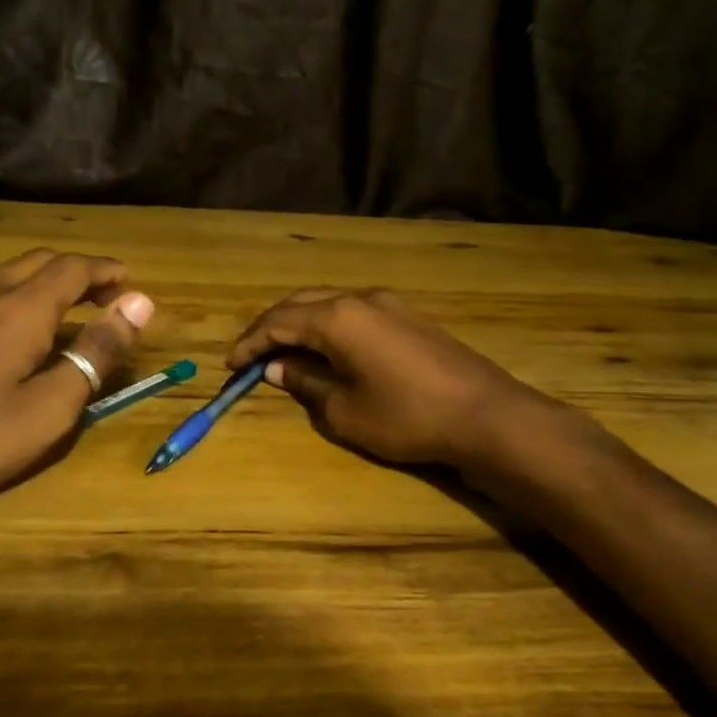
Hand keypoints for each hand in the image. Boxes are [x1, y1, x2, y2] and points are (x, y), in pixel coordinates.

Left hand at [0, 250, 153, 510]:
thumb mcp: (49, 407)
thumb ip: (96, 354)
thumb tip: (140, 304)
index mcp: (21, 308)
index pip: (74, 268)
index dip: (107, 272)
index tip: (130, 285)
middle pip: (41, 262)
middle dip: (79, 272)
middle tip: (105, 297)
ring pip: (8, 274)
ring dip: (45, 282)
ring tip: (65, 311)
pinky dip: (14, 297)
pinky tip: (11, 331)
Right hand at [227, 288, 569, 469]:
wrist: (484, 415)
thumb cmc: (406, 417)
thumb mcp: (344, 411)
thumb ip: (306, 383)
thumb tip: (278, 367)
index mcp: (337, 318)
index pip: (279, 322)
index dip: (251, 343)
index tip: (231, 364)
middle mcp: (360, 299)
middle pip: (301, 303)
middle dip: (272, 327)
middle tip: (253, 354)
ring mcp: (389, 304)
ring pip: (329, 304)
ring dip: (302, 324)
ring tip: (285, 352)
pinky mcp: (409, 317)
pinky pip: (354, 313)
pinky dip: (329, 327)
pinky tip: (328, 350)